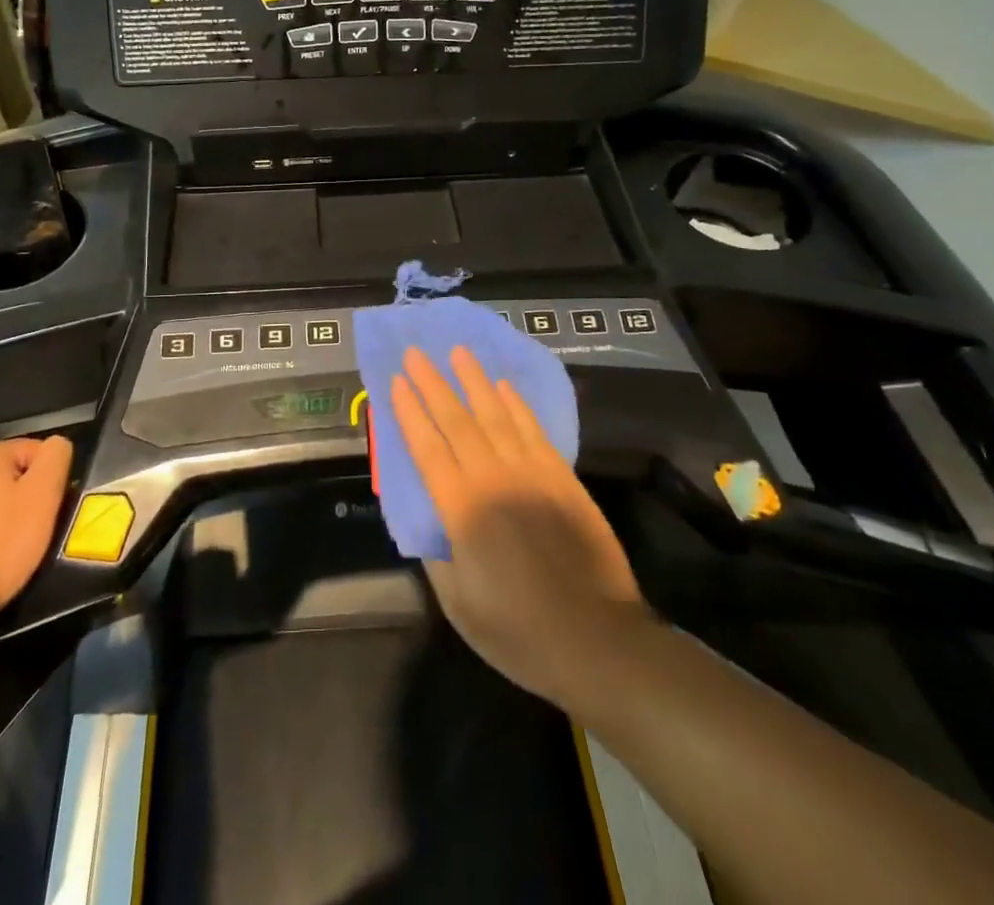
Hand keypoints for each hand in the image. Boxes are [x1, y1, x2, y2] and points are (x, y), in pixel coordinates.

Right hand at [390, 347, 646, 711]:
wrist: (598, 641)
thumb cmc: (519, 632)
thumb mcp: (459, 606)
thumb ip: (437, 556)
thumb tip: (427, 520)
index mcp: (462, 510)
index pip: (427, 447)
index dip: (409, 412)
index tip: (395, 381)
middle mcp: (494, 479)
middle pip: (457, 420)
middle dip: (433, 383)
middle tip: (416, 353)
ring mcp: (532, 473)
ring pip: (496, 414)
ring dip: (474, 381)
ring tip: (458, 352)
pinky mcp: (562, 477)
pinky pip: (533, 429)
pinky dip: (516, 403)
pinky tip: (502, 386)